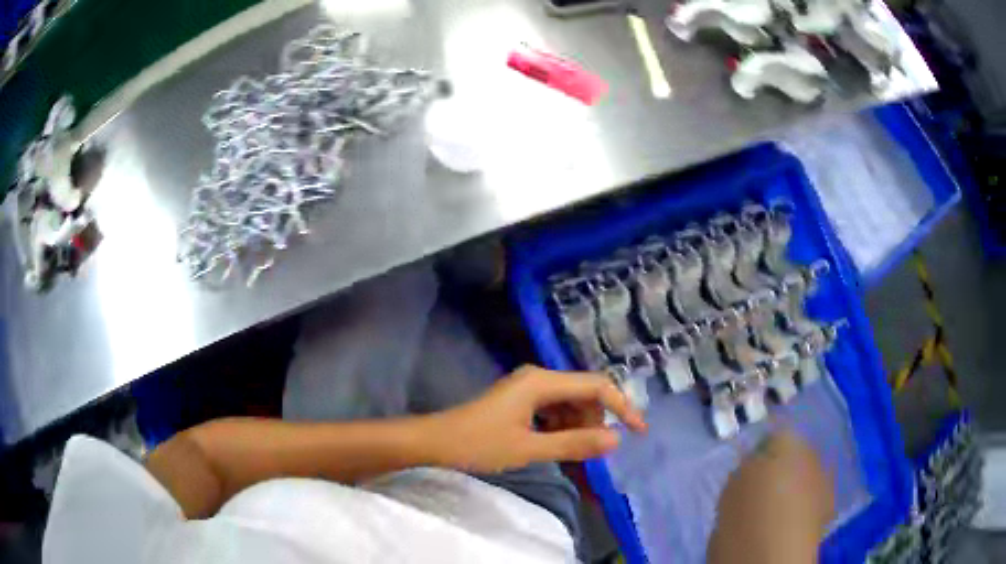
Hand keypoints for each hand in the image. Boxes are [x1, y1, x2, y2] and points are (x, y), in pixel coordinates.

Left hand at [427, 365, 646, 473]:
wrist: (434, 443)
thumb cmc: (478, 444)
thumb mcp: (529, 448)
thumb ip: (573, 444)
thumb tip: (615, 440)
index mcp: (542, 382)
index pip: (596, 386)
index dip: (621, 406)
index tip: (638, 431)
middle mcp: (538, 379)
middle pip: (584, 395)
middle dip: (596, 423)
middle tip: (596, 455)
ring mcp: (528, 391)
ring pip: (570, 406)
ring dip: (579, 430)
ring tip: (577, 458)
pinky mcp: (521, 403)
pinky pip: (553, 414)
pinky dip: (562, 432)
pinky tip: (558, 450)